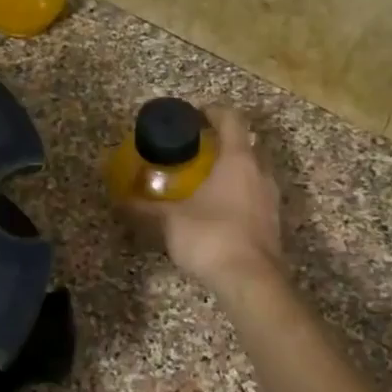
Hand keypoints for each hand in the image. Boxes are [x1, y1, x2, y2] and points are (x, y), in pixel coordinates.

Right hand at [125, 105, 283, 298]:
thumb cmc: (212, 238)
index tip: (194, 115)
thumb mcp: (170, 221)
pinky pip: (256, 195)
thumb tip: (119, 199)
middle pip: (246, 143)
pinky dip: (240, 193)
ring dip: (233, 169)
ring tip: (205, 180)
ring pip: (254, 171)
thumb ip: (145, 208)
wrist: (251, 281)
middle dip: (223, 141)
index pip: (232, 119)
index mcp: (238, 159)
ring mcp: (271, 198)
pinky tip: (219, 209)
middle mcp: (261, 172)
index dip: (213, 111)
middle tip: (197, 149)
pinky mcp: (273, 222)